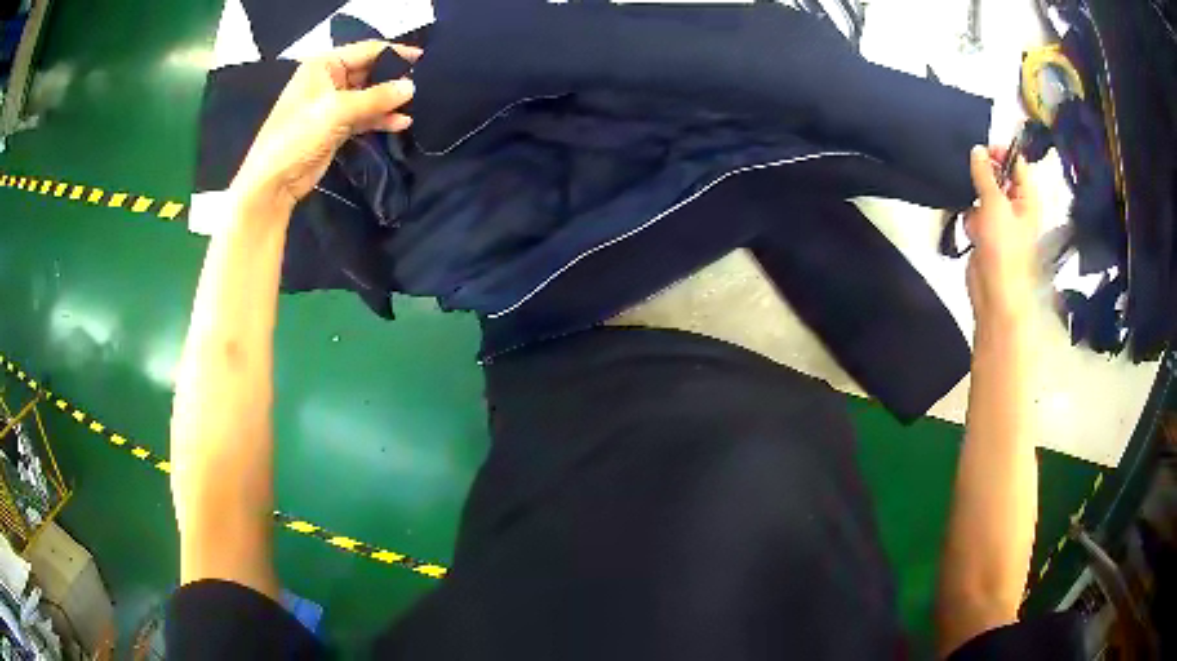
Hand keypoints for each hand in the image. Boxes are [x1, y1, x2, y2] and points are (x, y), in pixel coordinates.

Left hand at [230, 40, 420, 211]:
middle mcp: (328, 80)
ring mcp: (332, 105)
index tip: (423, 58)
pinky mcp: (336, 128)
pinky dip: (381, 119)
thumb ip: (376, 97)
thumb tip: (411, 87)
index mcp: (323, 65)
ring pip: (369, 96)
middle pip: (369, 72)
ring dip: (389, 101)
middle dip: (393, 79)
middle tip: (423, 84)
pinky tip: (401, 123)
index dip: (394, 53)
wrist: (274, 182)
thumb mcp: (337, 110)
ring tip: (416, 105)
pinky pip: (365, 117)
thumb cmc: (298, 135)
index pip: (366, 50)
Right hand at [964, 145, 1040, 325]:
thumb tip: (977, 149)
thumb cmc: (1004, 248)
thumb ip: (985, 174)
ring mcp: (1000, 222)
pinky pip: (974, 214)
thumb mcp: (995, 204)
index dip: (1001, 152)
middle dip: (984, 174)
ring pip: (984, 195)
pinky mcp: (985, 235)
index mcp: (1027, 199)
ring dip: (974, 196)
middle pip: (999, 177)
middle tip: (970, 170)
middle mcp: (1016, 207)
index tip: (982, 148)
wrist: (995, 293)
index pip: (1017, 164)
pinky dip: (969, 216)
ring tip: (971, 203)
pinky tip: (969, 226)